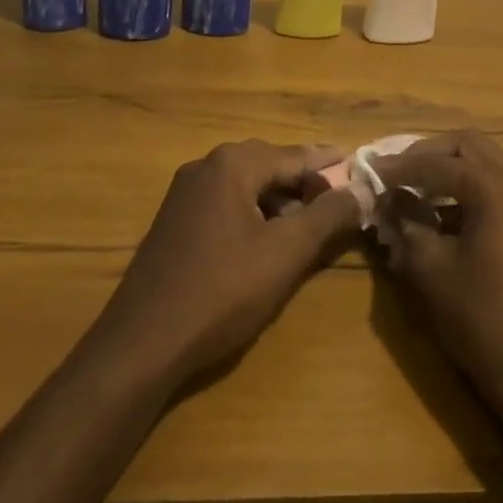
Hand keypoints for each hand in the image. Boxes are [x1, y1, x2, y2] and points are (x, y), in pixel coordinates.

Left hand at [90, 141, 359, 387]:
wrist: (140, 346)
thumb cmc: (221, 292)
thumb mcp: (285, 253)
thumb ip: (327, 215)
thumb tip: (361, 188)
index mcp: (232, 164)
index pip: (296, 155)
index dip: (332, 167)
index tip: (363, 175)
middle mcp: (205, 167)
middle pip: (271, 165)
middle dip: (307, 184)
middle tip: (341, 203)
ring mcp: (184, 194)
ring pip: (248, 186)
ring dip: (281, 201)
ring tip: (310, 227)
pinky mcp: (174, 222)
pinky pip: (226, 205)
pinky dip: (255, 215)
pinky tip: (268, 244)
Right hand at [372, 130, 502, 414]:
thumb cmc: (484, 320)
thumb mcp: (432, 271)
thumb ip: (405, 225)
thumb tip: (386, 200)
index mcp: (496, 187)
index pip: (437, 162)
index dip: (398, 167)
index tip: (367, 171)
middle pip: (466, 146)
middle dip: (426, 154)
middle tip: (392, 172)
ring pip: (482, 163)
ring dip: (446, 170)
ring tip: (408, 190)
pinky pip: (494, 186)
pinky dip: (464, 189)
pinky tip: (436, 214)